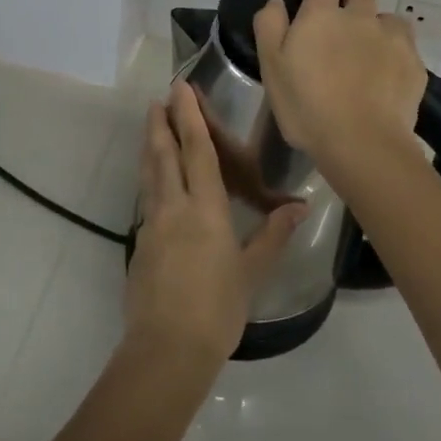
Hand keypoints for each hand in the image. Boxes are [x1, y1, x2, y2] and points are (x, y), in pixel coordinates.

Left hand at [126, 82, 306, 365]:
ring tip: (150, 124)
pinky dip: (149, 177)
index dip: (190, 118)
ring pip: (150, 174)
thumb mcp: (252, 272)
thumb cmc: (217, 309)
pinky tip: (152, 179)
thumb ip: (273, 236)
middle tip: (158, 97)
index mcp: (205, 210)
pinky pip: (146, 198)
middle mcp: (174, 208)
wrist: (166, 349)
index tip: (180, 90)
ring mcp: (152, 225)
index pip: (197, 152)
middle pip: (165, 155)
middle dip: (162, 123)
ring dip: (150, 145)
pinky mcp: (140, 245)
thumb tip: (301, 207)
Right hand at [253, 0, 426, 170]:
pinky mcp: (413, 64)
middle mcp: (361, 17)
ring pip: (386, 17)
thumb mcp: (271, 67)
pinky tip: (385, 73)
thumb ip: (270, 26)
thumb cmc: (307, 106)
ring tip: (366, 48)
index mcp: (323, 14)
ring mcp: (392, 39)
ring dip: (374, 24)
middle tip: (337, 20)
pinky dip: (393, 50)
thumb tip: (278, 2)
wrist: (362, 143)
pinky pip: (405, 45)